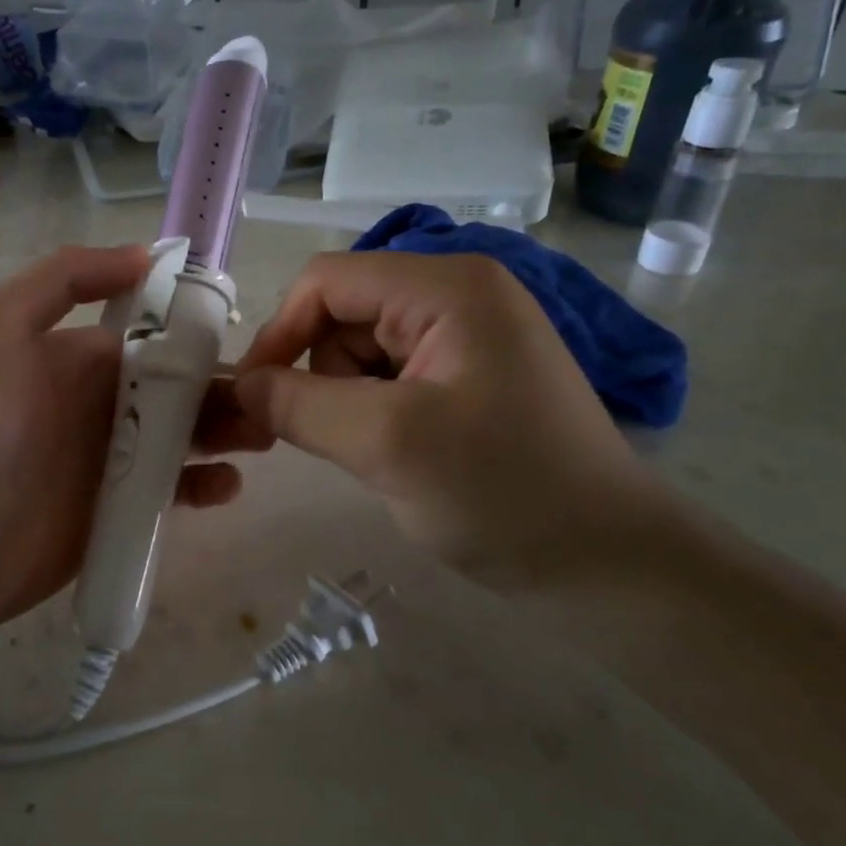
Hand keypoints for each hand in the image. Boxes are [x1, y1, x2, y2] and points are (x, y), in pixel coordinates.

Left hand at [0, 245, 243, 634]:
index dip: (197, 330)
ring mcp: (115, 458)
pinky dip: (206, 483)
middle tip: (269, 398)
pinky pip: (177, 488)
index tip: (240, 333)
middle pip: (181, 386)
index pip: (154, 333)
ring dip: (229, 430)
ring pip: (188, 435)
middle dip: (225, 386)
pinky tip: (226, 485)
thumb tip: (143, 256)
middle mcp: (102, 401)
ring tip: (261, 435)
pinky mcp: (123, 508)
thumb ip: (63, 278)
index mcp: (80, 356)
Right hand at [228, 252, 673, 589]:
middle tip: (349, 440)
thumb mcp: (388, 445)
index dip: (279, 333)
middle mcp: (458, 293)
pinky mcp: (470, 373)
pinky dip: (376, 413)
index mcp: (447, 286)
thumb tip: (238, 385)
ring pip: (361, 351)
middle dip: (325, 376)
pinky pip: (390, 377)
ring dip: (351, 402)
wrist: (607, 564)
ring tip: (388, 453)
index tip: (254, 398)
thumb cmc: (504, 493)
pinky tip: (408, 454)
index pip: (326, 281)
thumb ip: (299, 406)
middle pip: (343, 315)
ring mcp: (468, 333)